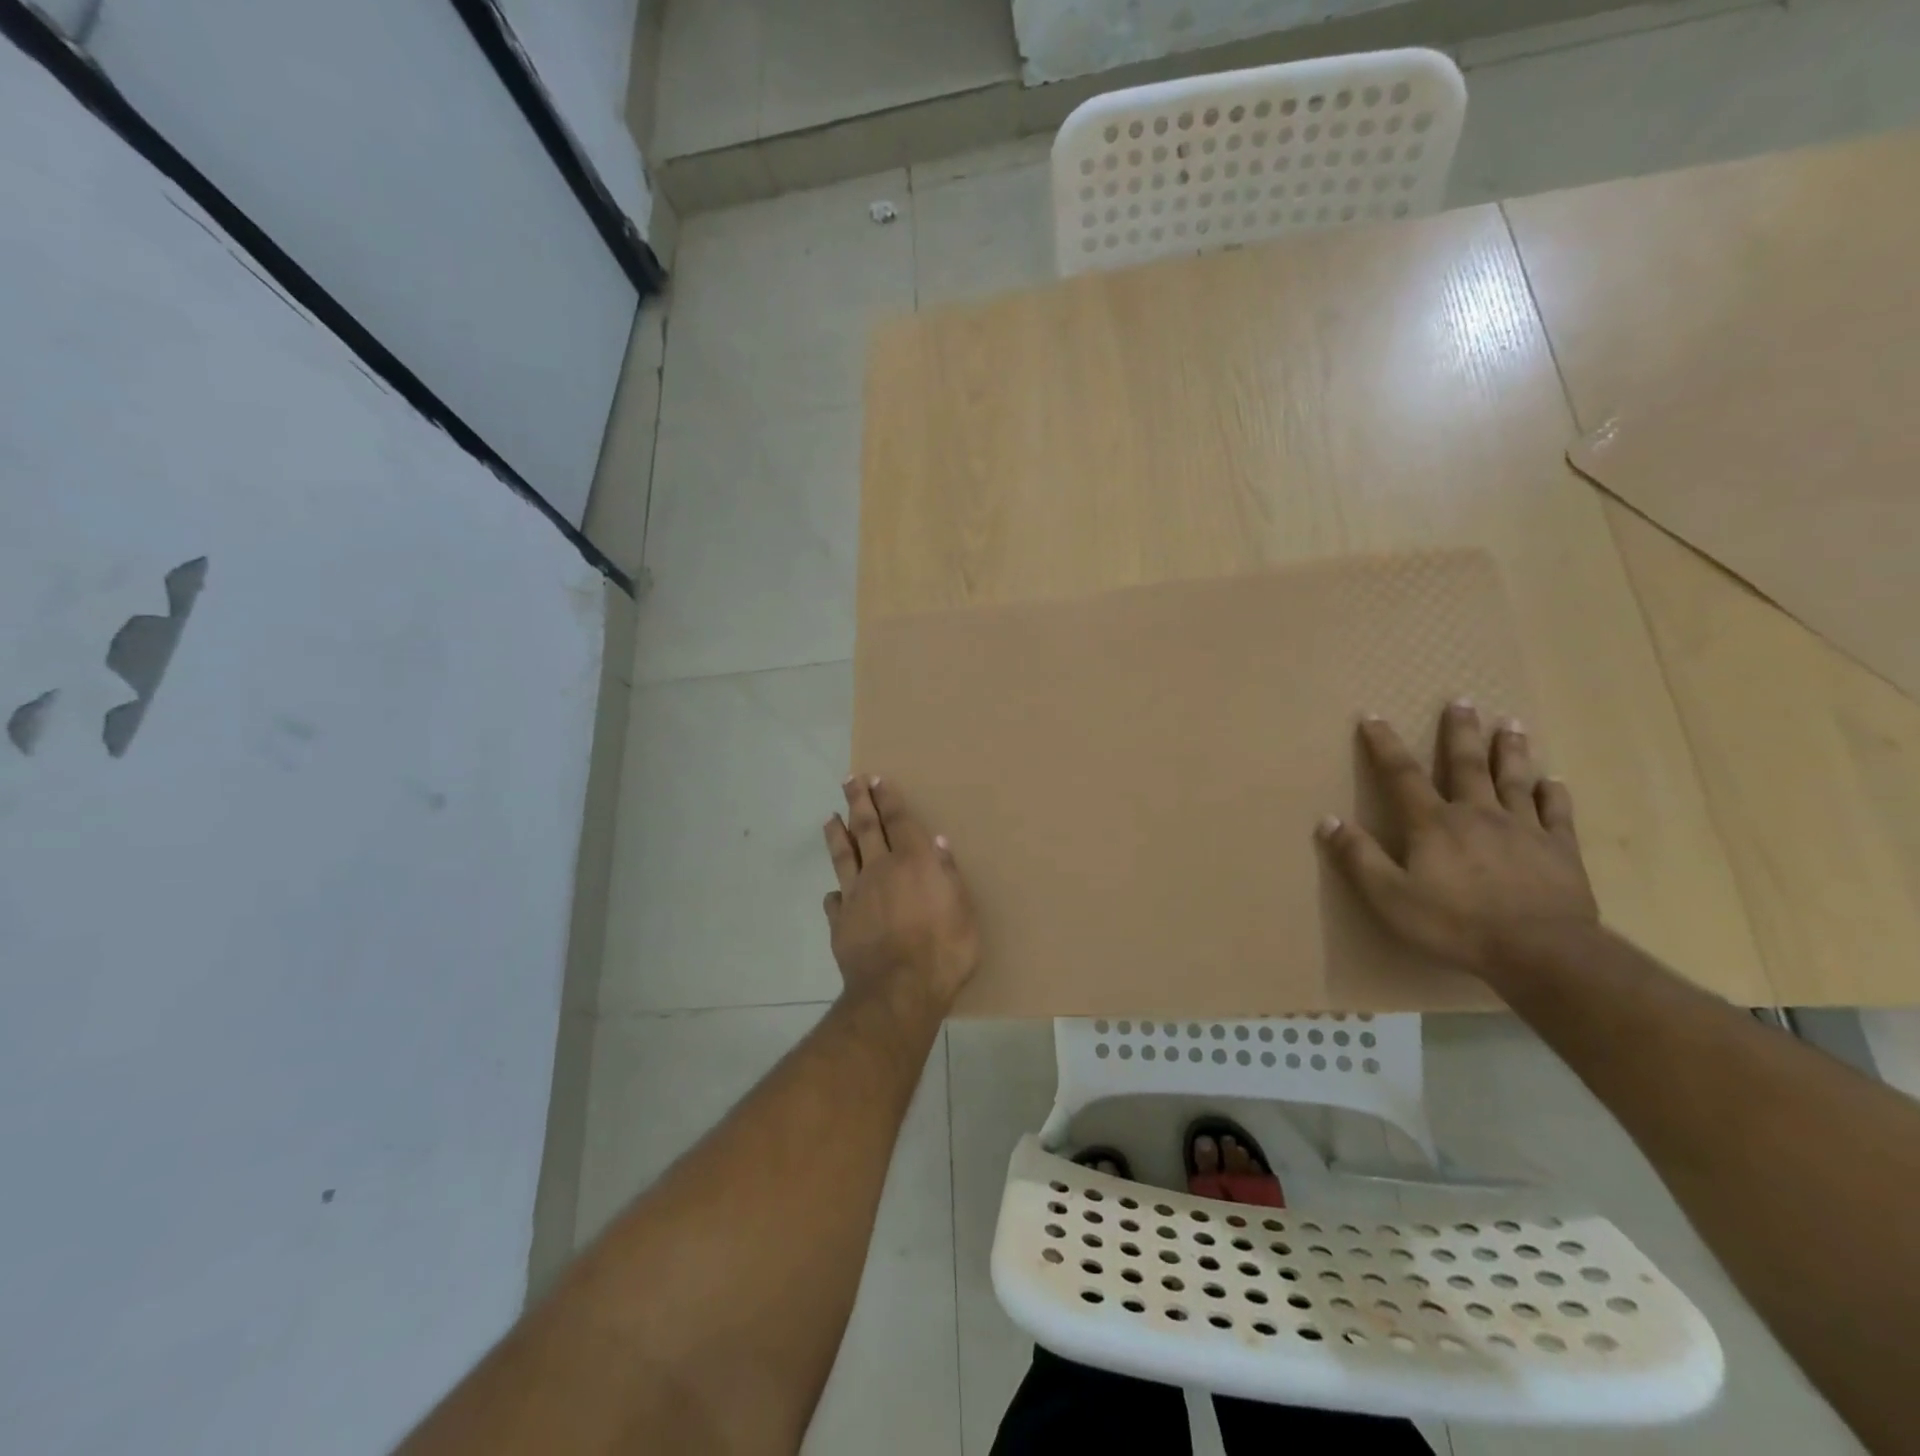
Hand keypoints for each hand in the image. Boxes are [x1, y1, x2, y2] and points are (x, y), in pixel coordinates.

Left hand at [823, 777, 979, 1017]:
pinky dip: (835, 892)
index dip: (888, 798)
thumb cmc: (943, 950)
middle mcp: (880, 870)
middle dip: (858, 802)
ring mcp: (856, 895)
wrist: (898, 991)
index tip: (877, 779)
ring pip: (843, 856)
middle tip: (850, 781)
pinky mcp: (841, 922)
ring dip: (837, 835)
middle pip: (866, 828)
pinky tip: (833, 891)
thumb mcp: (962, 910)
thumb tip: (937, 843)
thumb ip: (948, 875)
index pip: (898, 820)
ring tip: (830, 818)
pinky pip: (834, 900)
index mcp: (913, 862)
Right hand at [1315, 701, 1598, 977]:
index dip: (1384, 745)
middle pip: (1468, 764)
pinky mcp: (1560, 851)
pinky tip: (1554, 781)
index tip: (1373, 716)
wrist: (1541, 952)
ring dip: (1511, 750)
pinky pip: (1556, 814)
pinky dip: (1553, 794)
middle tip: (1463, 700)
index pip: (1402, 775)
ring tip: (1512, 724)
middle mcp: (1478, 815)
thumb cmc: (1455, 924)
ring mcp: (1524, 830)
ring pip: (1515, 780)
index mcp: (1434, 824)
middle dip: (1461, 732)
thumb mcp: (1389, 896)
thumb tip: (1328, 820)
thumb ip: (1358, 857)